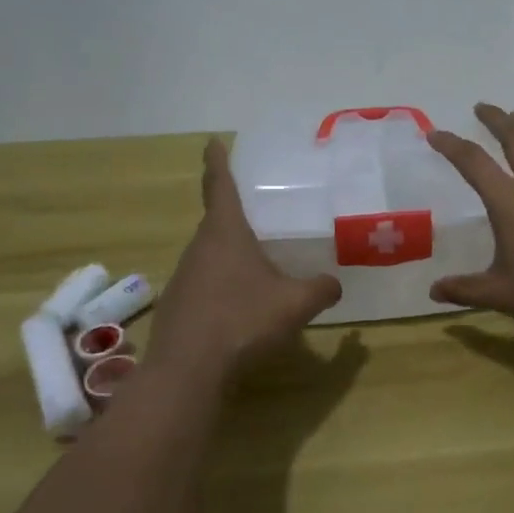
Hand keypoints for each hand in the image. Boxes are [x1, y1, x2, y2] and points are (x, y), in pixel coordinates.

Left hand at [147, 139, 341, 379]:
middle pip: (215, 222)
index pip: (219, 186)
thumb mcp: (295, 304)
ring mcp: (183, 278)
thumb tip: (335, 284)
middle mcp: (199, 248)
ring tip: (256, 262)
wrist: (187, 371)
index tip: (212, 141)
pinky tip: (240, 305)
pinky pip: (204, 283)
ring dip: (229, 253)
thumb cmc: (242, 321)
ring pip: (209, 255)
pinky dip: (222, 284)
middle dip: (233, 215)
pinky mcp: (177, 306)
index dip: (217, 162)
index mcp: (225, 234)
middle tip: (257, 211)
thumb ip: (320, 289)